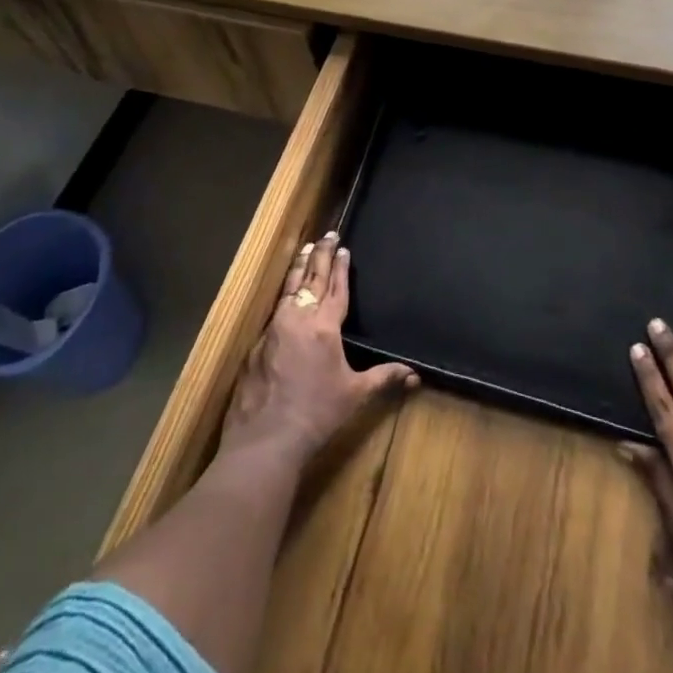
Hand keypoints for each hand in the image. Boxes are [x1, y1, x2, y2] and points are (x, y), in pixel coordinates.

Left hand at [218, 230, 416, 466]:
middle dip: (321, 254)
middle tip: (327, 234)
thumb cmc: (316, 414)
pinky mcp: (257, 343)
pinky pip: (275, 310)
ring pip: (289, 288)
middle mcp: (299, 318)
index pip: (336, 287)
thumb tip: (415, 375)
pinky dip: (284, 295)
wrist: (266, 439)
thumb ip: (383, 378)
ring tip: (305, 249)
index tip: (343, 247)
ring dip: (299, 267)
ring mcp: (275, 328)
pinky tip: (285, 295)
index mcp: (325, 326)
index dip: (341, 267)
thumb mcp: (355, 395)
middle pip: (312, 278)